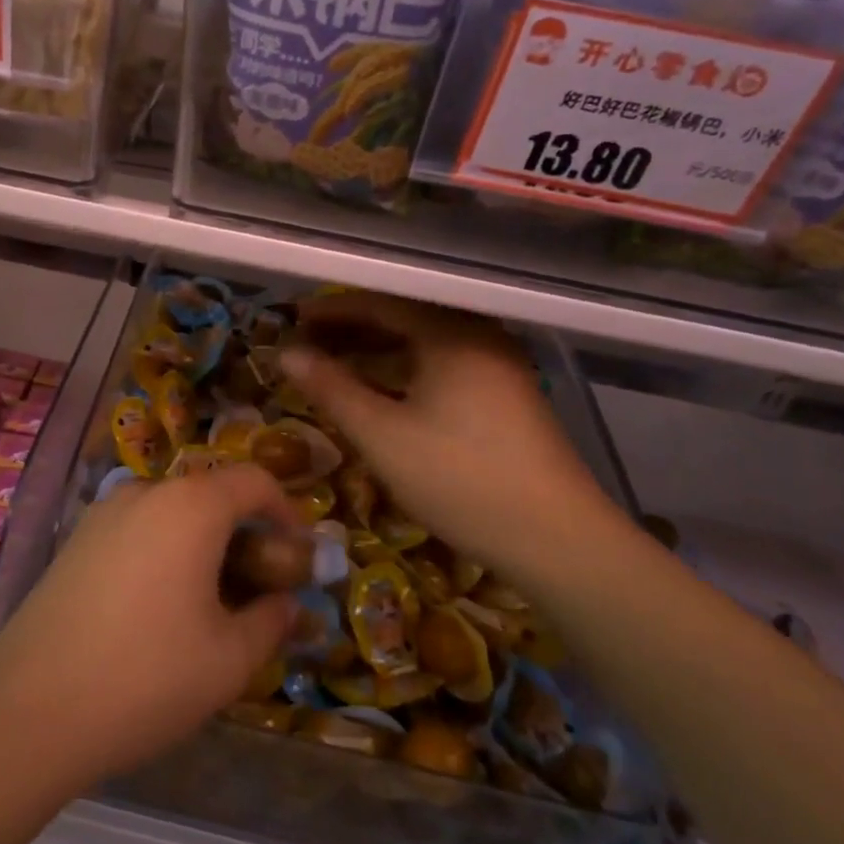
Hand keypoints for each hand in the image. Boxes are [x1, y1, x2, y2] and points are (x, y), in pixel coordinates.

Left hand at [0, 465, 302, 787]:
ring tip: (208, 603)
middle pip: (211, 494)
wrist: (31, 707)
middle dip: (243, 532)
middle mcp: (146, 492)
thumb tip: (286, 603)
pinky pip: (137, 528)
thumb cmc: (146, 677)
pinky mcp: (76, 538)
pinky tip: (157, 607)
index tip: (296, 555)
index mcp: (190, 506)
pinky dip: (163, 549)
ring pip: (172, 512)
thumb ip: (270, 621)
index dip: (286, 511)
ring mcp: (104, 512)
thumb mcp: (229, 660)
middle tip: (256, 588)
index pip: (254, 480)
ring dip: (201, 542)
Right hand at [279, 292, 617, 577]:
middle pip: (404, 318)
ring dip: (377, 350)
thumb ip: (331, 388)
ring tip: (334, 365)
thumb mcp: (383, 435)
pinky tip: (382, 391)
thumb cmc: (460, 479)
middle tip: (306, 343)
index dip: (331, 310)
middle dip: (351, 329)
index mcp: (451, 334)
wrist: (557, 539)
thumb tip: (286, 353)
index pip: (380, 303)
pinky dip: (405, 370)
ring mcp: (499, 365)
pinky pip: (443, 364)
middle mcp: (479, 337)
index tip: (292, 319)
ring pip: (424, 344)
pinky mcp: (507, 395)